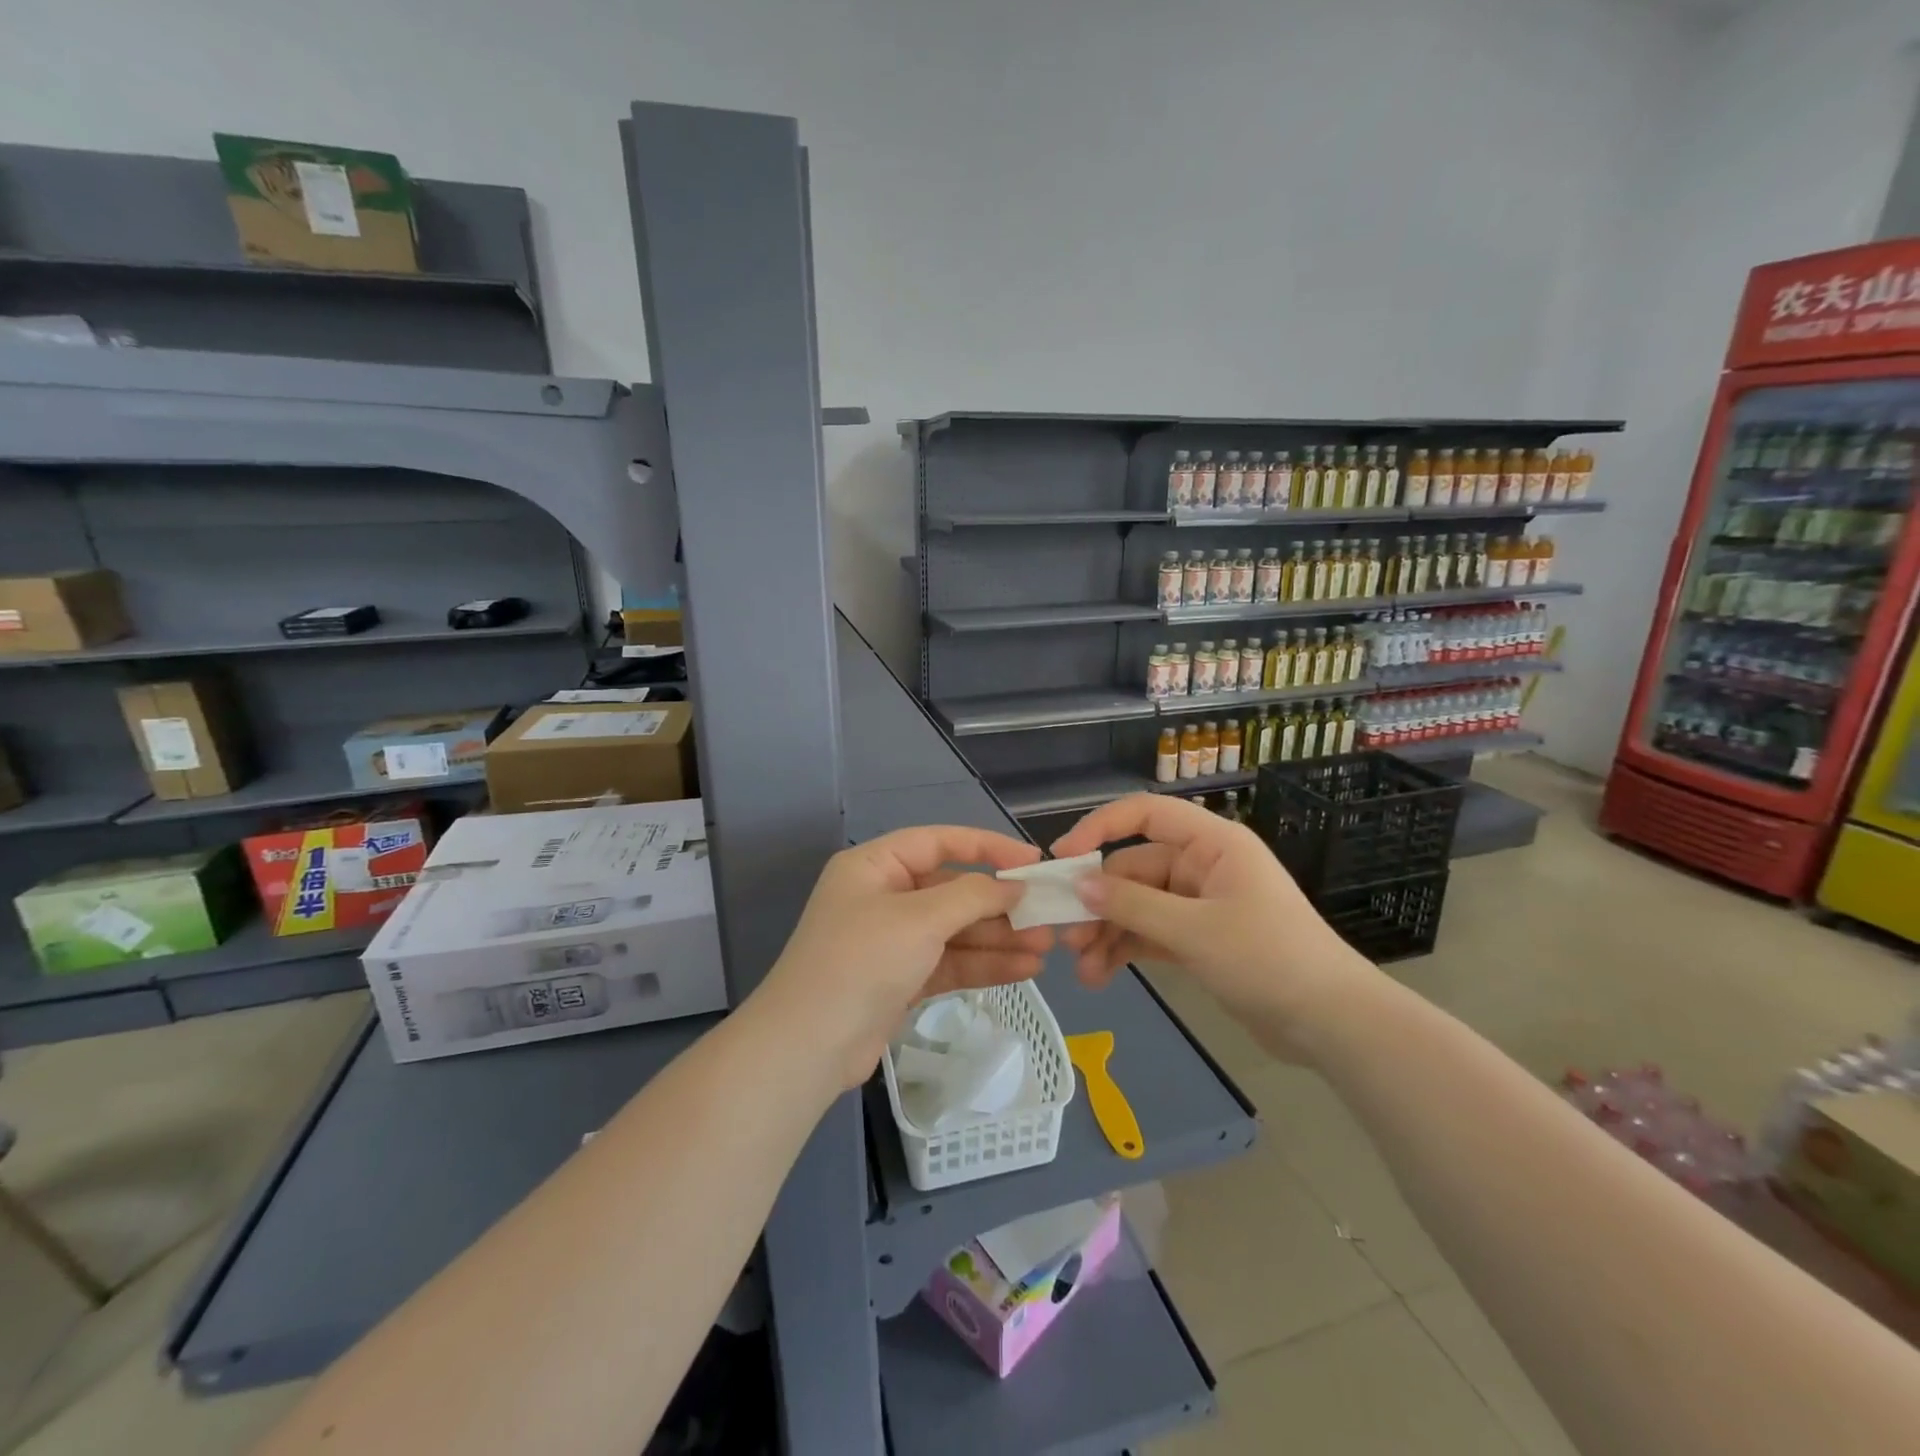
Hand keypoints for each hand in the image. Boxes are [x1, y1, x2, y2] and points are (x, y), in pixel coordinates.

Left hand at [753, 826, 1052, 1088]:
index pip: (940, 842)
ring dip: (998, 938)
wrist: (810, 1046)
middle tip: (1047, 915)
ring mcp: (892, 941)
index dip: (988, 847)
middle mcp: (883, 897)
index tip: (1032, 862)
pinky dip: (983, 965)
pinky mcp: (901, 980)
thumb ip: (972, 896)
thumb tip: (1012, 889)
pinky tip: (1025, 969)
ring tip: (1046, 947)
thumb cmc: (862, 961)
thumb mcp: (919, 918)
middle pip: (952, 890)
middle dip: (999, 905)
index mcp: (875, 866)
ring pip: (955, 930)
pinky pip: (949, 962)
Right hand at [1051, 794, 1372, 1061]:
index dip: (1100, 827)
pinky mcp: (1199, 939)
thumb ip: (1132, 906)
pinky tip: (1102, 975)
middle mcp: (1202, 866)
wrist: (1332, 1024)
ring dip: (1108, 933)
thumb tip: (1077, 884)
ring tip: (1084, 971)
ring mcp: (1200, 904)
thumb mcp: (1194, 931)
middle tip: (1066, 937)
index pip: (1145, 813)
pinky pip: (1151, 933)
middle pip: (1134, 869)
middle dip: (1099, 903)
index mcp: (1211, 844)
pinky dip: (1127, 950)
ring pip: (1138, 906)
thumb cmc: (1269, 959)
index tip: (1063, 858)